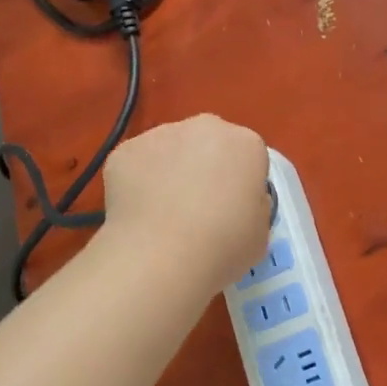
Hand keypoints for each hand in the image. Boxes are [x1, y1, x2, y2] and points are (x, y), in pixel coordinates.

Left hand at [102, 115, 271, 291]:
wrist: (160, 257)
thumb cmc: (223, 247)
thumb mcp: (261, 233)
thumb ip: (253, 206)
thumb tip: (235, 201)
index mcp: (246, 144)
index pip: (248, 157)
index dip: (241, 184)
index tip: (233, 210)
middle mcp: (206, 128)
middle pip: (209, 143)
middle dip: (205, 166)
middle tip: (198, 208)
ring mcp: (161, 134)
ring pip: (170, 149)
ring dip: (170, 171)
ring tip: (163, 214)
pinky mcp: (125, 150)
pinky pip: (138, 163)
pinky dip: (138, 182)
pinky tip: (139, 214)